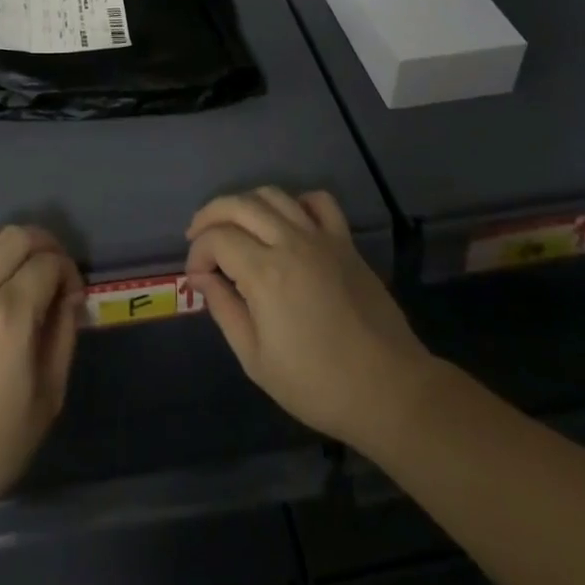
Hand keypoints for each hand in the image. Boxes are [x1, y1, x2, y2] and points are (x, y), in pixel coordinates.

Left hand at [0, 226, 82, 523]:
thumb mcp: (48, 396)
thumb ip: (63, 335)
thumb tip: (69, 297)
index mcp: (12, 315)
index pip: (49, 262)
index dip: (69, 271)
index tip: (72, 295)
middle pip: (15, 236)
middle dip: (42, 245)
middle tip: (51, 272)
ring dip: (4, 248)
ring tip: (13, 273)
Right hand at [186, 188, 431, 450]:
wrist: (388, 390)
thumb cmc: (317, 384)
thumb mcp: (256, 360)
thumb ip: (224, 310)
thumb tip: (202, 278)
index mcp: (265, 273)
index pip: (217, 238)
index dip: (197, 253)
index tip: (196, 278)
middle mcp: (290, 242)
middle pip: (239, 204)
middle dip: (210, 216)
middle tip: (198, 238)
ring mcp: (321, 237)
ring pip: (274, 195)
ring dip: (245, 204)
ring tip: (234, 226)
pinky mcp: (345, 241)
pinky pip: (319, 201)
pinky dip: (296, 201)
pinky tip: (287, 221)